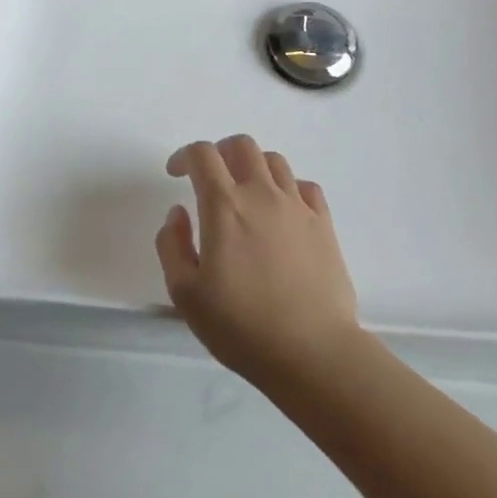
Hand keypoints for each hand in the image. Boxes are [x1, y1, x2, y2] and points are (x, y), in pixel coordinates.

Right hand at [155, 134, 362, 389]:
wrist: (312, 352)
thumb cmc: (241, 326)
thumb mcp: (186, 294)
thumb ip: (172, 245)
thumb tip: (178, 213)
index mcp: (224, 206)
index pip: (203, 155)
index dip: (185, 156)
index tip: (175, 174)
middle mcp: (261, 194)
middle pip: (241, 145)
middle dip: (220, 152)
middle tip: (210, 178)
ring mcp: (297, 206)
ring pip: (274, 161)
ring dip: (253, 166)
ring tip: (245, 193)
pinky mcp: (324, 223)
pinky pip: (305, 186)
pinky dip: (288, 187)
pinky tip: (282, 209)